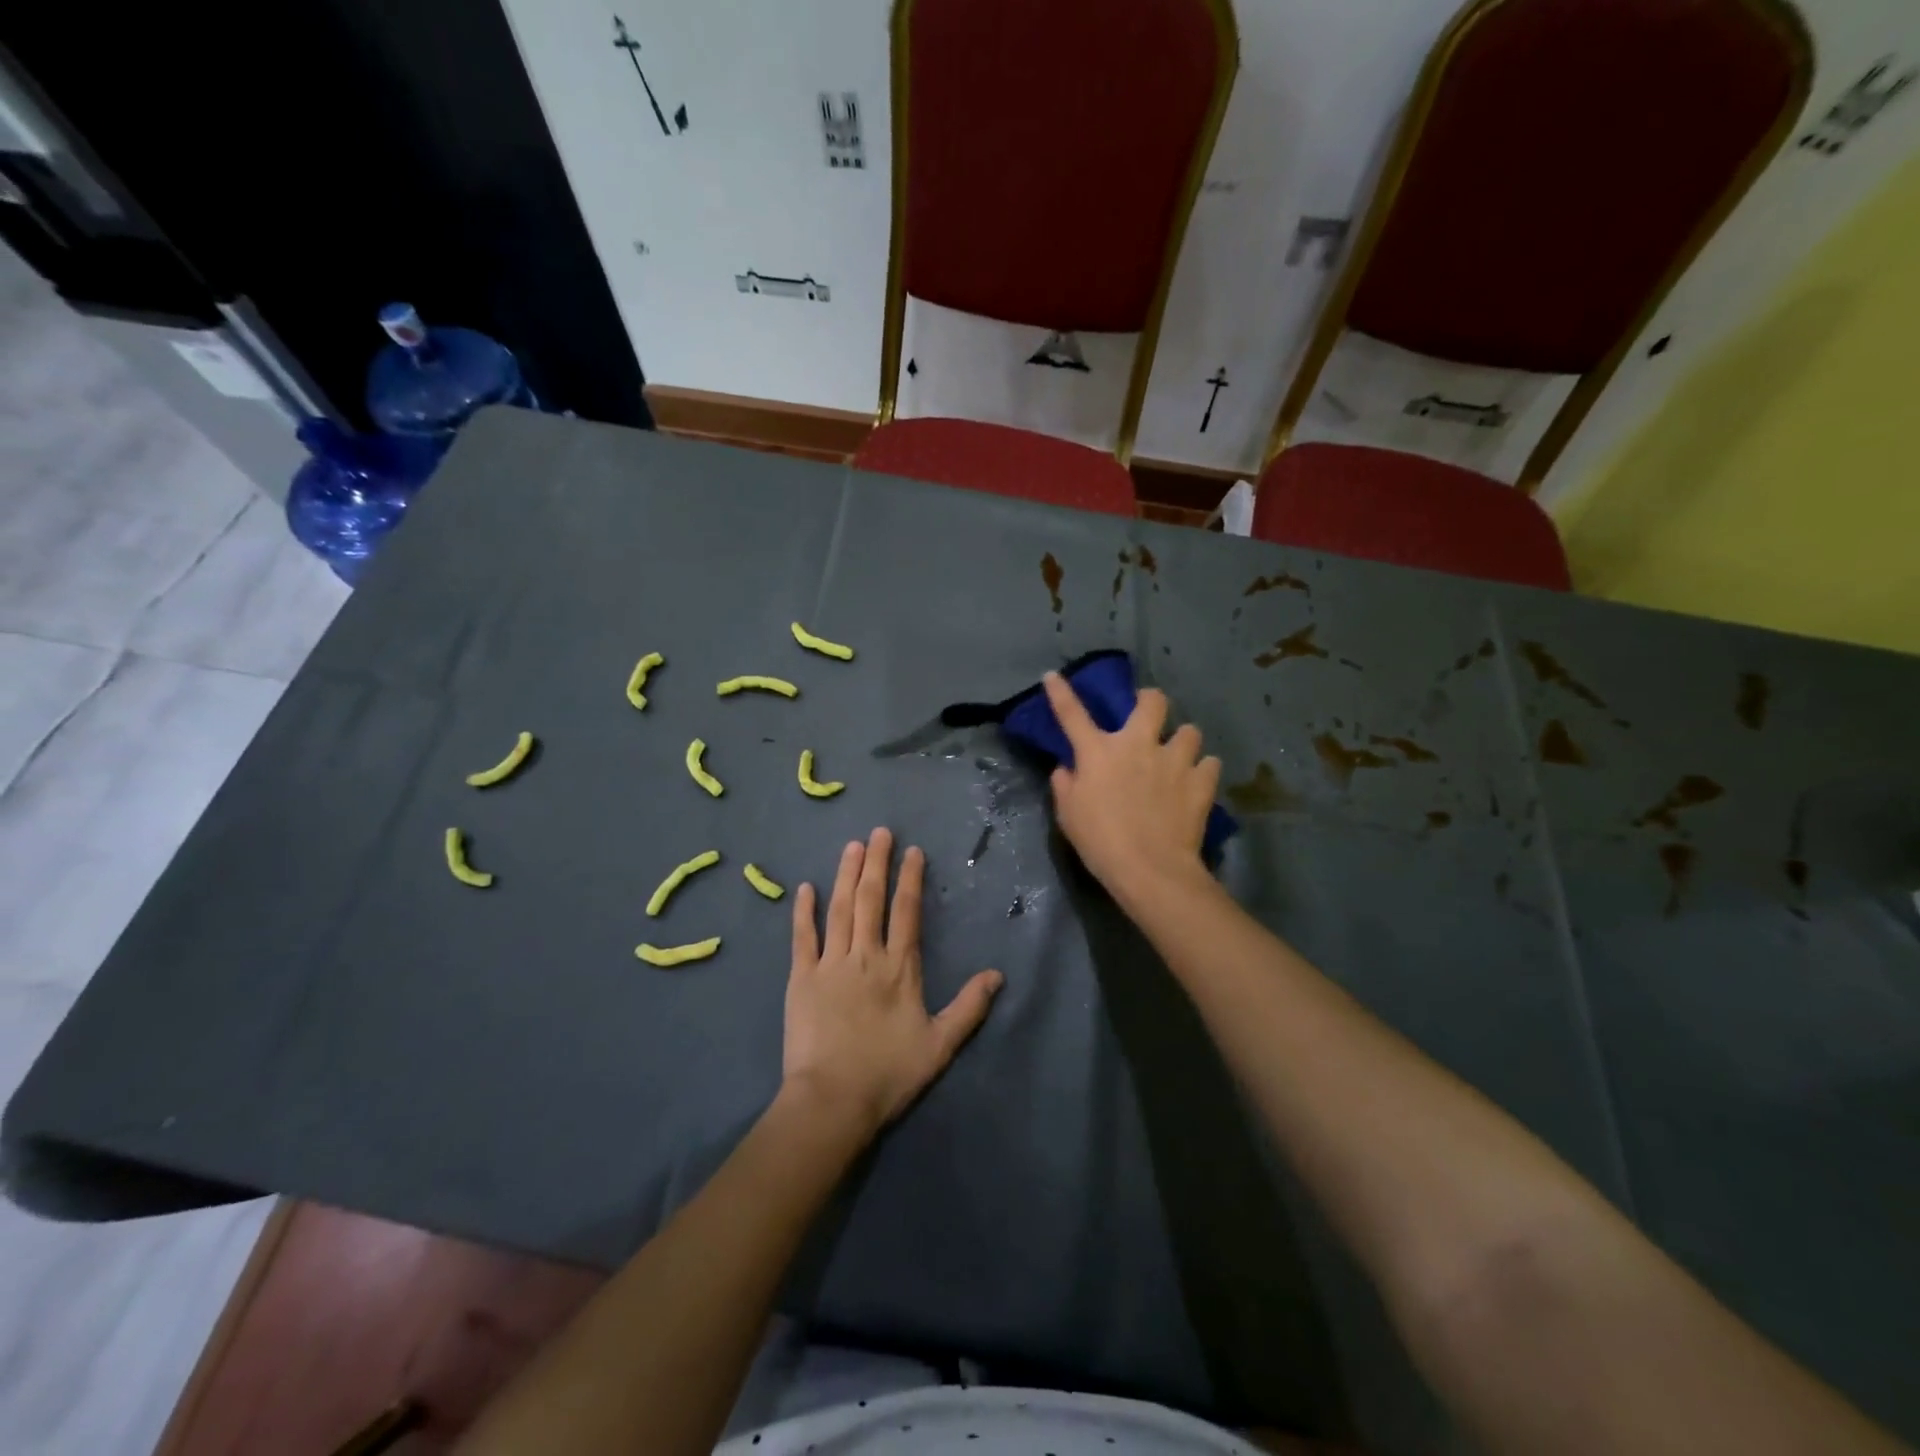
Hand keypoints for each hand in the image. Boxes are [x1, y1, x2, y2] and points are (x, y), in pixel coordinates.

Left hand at [782, 828, 1002, 1137]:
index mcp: (899, 968)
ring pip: (839, 909)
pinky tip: (805, 887)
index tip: (912, 851)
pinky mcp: (801, 978)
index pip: (906, 911)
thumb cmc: (888, 1074)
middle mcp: (865, 955)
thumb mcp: (940, 1046)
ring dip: (845, 875)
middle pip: (870, 899)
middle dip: (876, 862)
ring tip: (851, 846)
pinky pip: (802, 937)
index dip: (910, 878)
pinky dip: (803, 911)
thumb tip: (997, 974)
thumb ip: (969, 1007)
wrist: (832, 1100)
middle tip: (879, 832)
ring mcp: (830, 964)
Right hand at [1042, 672, 1221, 905]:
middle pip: (1153, 701)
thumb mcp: (1069, 815)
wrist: (1150, 869)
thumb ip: (1065, 785)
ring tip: (1179, 758)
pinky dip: (1203, 771)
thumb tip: (1066, 768)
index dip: (1060, 692)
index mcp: (1099, 752)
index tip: (1053, 676)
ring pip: (1190, 731)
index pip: (1072, 713)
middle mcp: (1138, 745)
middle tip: (1148, 716)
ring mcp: (1174, 760)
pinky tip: (1196, 783)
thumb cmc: (1101, 842)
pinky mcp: (1202, 781)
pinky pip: (1210, 764)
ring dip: (1183, 741)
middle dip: (1150, 701)